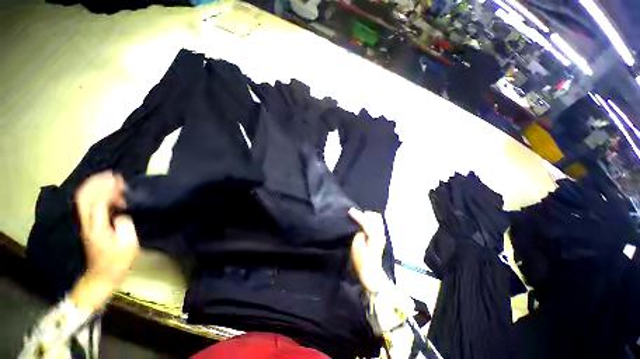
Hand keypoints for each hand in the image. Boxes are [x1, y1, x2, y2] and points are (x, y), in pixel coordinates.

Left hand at [70, 171, 138, 311]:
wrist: (101, 276)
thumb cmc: (117, 262)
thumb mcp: (128, 245)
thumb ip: (125, 226)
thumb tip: (122, 213)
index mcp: (97, 227)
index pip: (97, 201)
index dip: (107, 189)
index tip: (121, 181)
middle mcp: (87, 223)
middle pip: (84, 197)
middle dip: (97, 183)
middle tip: (113, 175)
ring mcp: (86, 224)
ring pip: (84, 200)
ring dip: (95, 187)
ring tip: (111, 180)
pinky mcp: (89, 226)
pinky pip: (88, 205)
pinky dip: (96, 195)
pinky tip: (107, 193)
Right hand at [349, 208, 388, 291]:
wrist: (371, 273)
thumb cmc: (362, 262)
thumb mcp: (356, 248)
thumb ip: (359, 235)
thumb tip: (361, 228)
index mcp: (374, 237)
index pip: (367, 222)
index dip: (358, 215)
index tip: (350, 211)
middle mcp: (380, 234)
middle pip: (375, 217)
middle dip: (364, 213)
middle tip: (354, 214)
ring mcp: (381, 235)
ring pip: (377, 219)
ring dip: (368, 215)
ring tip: (358, 217)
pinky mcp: (380, 237)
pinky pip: (377, 222)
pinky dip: (370, 219)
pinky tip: (364, 221)